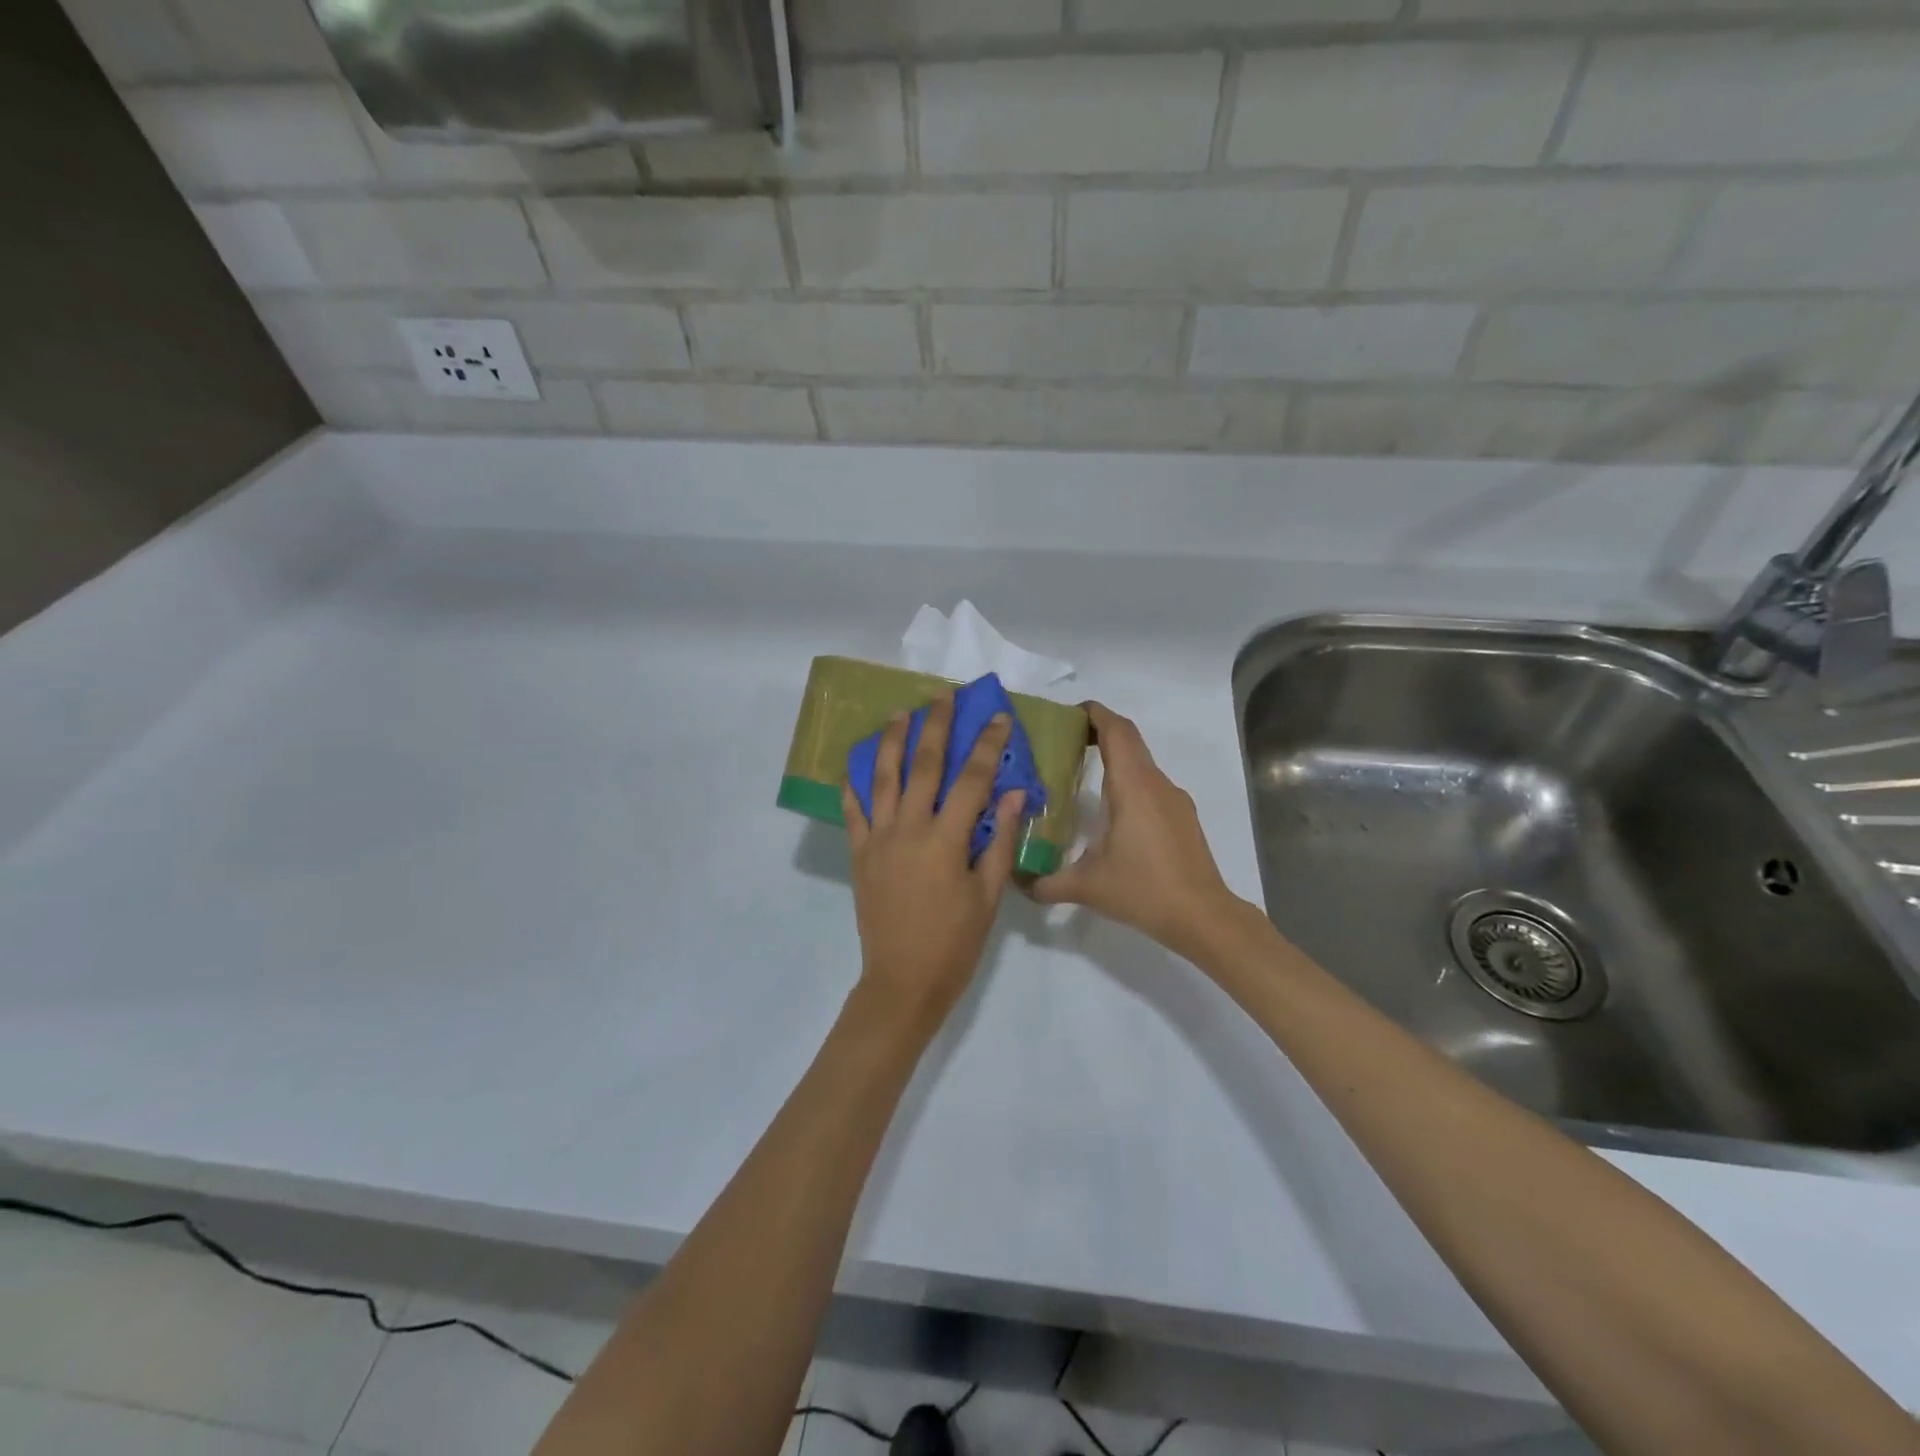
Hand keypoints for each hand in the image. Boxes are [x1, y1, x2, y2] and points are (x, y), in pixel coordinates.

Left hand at [843, 695, 1026, 1035]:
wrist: (903, 981)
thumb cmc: (955, 942)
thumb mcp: (988, 895)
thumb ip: (999, 841)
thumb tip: (1014, 793)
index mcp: (946, 840)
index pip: (972, 780)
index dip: (987, 745)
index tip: (997, 717)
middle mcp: (909, 829)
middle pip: (924, 766)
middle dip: (935, 726)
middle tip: (942, 695)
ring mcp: (879, 839)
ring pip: (883, 779)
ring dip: (892, 742)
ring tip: (898, 713)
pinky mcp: (859, 854)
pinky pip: (853, 812)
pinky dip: (854, 786)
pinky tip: (856, 766)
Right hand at [1031, 703, 1243, 960]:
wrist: (1203, 918)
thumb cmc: (1144, 891)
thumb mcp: (1085, 887)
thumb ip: (1045, 882)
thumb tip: (1016, 880)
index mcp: (1133, 786)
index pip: (1116, 730)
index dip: (1093, 713)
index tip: (1066, 715)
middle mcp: (1156, 784)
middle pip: (1128, 740)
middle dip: (1097, 733)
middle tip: (1063, 744)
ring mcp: (1174, 800)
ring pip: (1141, 764)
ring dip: (1114, 760)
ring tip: (1081, 778)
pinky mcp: (1182, 818)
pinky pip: (1151, 785)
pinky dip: (1128, 783)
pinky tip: (1111, 814)